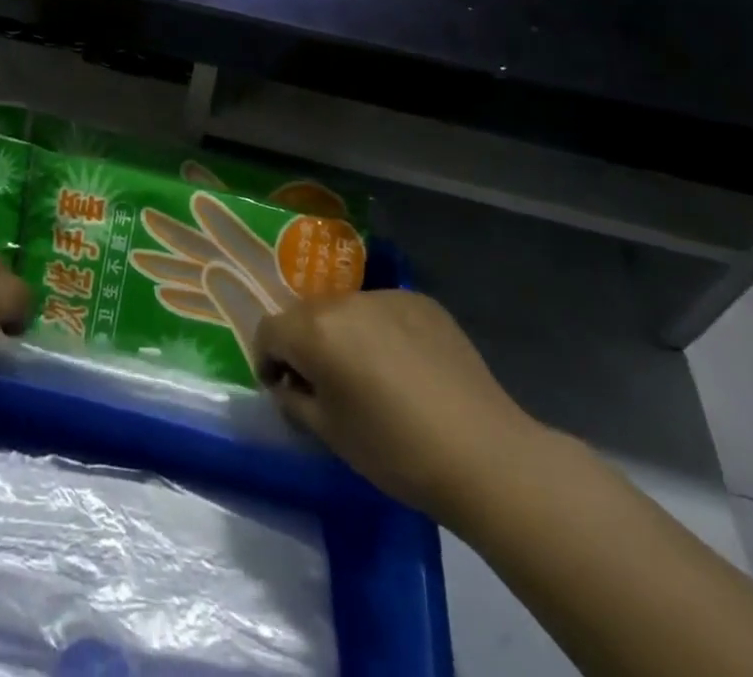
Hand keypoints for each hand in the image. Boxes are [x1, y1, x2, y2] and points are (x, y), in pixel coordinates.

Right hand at [255, 291, 541, 524]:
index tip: (282, 387)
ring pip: (346, 310)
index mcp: (315, 330)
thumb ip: (295, 399)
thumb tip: (288, 383)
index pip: (269, 329)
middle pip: (306, 315)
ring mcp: (386, 296)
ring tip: (370, 376)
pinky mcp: (422, 301)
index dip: (267, 359)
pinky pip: (384, 311)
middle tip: (325, 384)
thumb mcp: (330, 434)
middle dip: (306, 344)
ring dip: (345, 335)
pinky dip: (382, 332)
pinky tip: (406, 368)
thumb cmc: (396, 452)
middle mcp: (344, 300)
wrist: (485, 456)